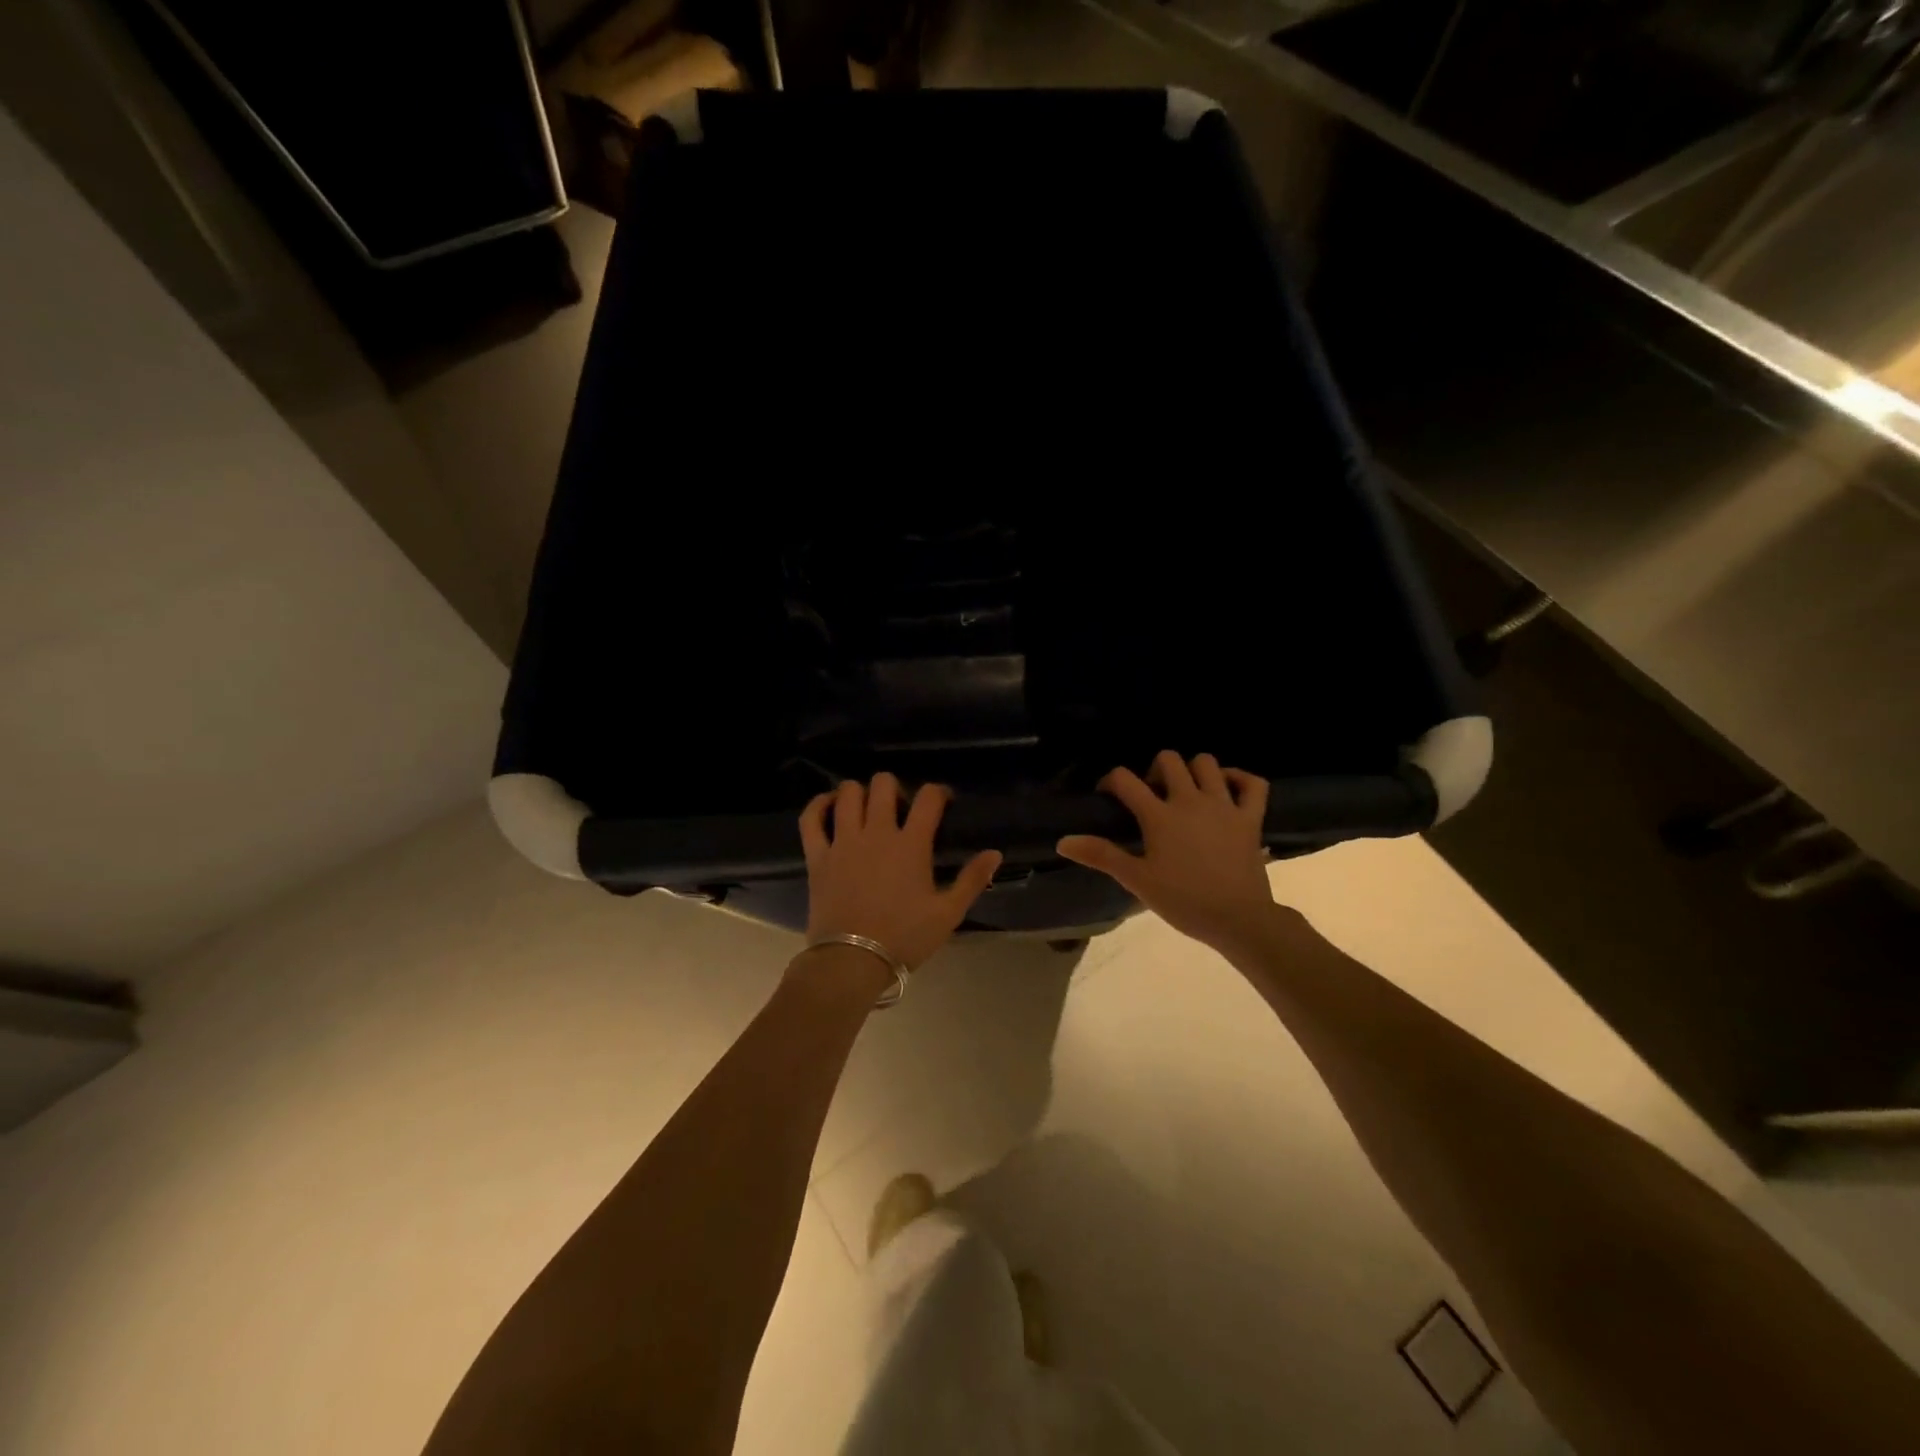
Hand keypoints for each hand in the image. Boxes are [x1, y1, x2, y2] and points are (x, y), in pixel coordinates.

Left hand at [798, 774, 1001, 969]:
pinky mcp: (818, 855)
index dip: (938, 792)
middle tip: (900, 808)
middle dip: (895, 788)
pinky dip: (818, 805)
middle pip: (883, 785)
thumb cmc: (904, 937)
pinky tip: (829, 805)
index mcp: (911, 844)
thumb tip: (995, 853)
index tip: (942, 802)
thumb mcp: (948, 913)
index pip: (928, 798)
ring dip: (859, 792)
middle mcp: (876, 832)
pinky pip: (811, 818)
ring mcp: (843, 841)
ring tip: (866, 807)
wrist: (852, 961)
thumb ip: (972, 880)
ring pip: (847, 794)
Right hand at [1057, 750, 1278, 952]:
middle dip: (1154, 769)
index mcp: (1159, 815)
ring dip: (1193, 770)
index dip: (1111, 782)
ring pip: (1207, 763)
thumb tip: (1063, 841)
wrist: (1239, 919)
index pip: (1125, 780)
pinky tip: (1227, 789)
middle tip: (1151, 794)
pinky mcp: (1251, 817)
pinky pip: (1252, 783)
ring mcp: (1224, 805)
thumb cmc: (1183, 901)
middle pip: (1169, 760)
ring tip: (1186, 791)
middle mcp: (1190, 800)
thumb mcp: (1137, 880)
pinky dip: (1240, 778)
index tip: (1108, 796)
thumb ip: (1101, 855)